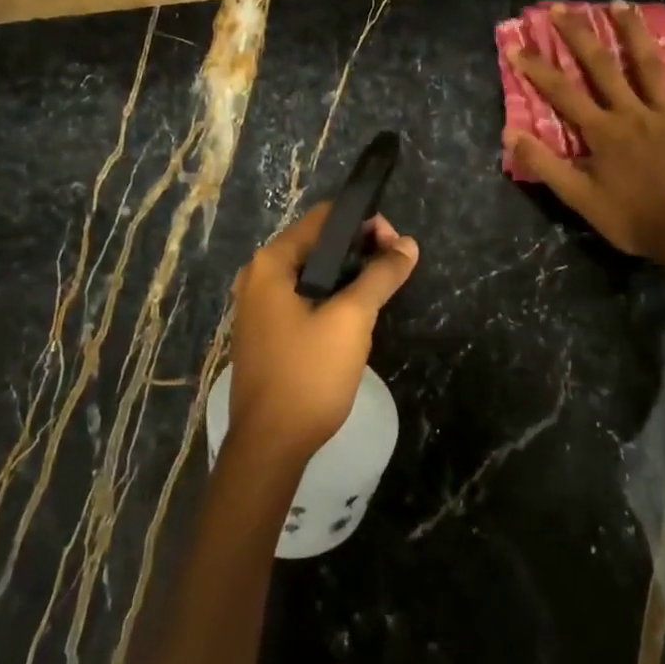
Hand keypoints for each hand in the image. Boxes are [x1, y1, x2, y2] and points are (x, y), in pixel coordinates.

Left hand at [226, 204, 418, 462]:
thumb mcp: (351, 319)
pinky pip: (302, 297)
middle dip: (359, 249)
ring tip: (381, 291)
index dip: (364, 223)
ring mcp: (257, 305)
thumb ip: (380, 276)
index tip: (397, 247)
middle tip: (394, 269)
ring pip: (311, 272)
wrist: (270, 444)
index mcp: (271, 263)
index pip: (323, 218)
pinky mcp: (265, 331)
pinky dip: (330, 296)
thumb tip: (408, 244)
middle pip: (316, 243)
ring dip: (347, 274)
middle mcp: (257, 276)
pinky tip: (354, 314)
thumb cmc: (308, 374)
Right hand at [506, 1, 664, 265]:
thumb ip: (546, 164)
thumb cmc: (630, 219)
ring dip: (633, 32)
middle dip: (579, 35)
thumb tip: (511, 133)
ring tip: (620, 4)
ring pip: (649, 65)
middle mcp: (633, 113)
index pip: (562, 93)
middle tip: (563, 7)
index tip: (515, 44)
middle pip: (603, 66)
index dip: (536, 67)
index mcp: (602, 132)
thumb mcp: (579, 199)